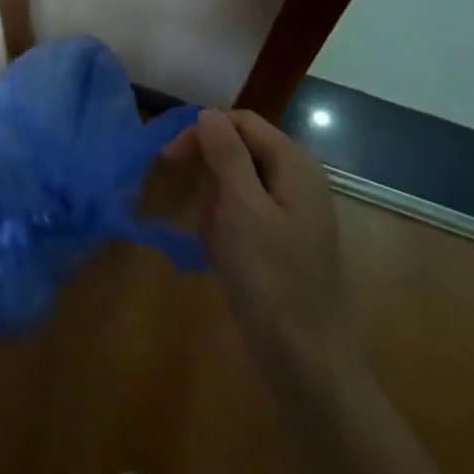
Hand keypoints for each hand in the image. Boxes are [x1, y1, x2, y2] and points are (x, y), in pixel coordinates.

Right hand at [167, 110, 349, 390]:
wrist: (306, 359)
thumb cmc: (271, 277)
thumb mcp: (241, 207)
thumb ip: (226, 154)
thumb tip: (208, 114)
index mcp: (295, 164)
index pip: (241, 122)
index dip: (202, 132)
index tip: (167, 159)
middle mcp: (299, 180)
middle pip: (241, 151)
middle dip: (210, 175)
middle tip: (195, 209)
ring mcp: (294, 213)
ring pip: (238, 186)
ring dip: (216, 206)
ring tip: (213, 241)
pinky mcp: (284, 241)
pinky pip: (245, 216)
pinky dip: (226, 228)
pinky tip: (220, 256)